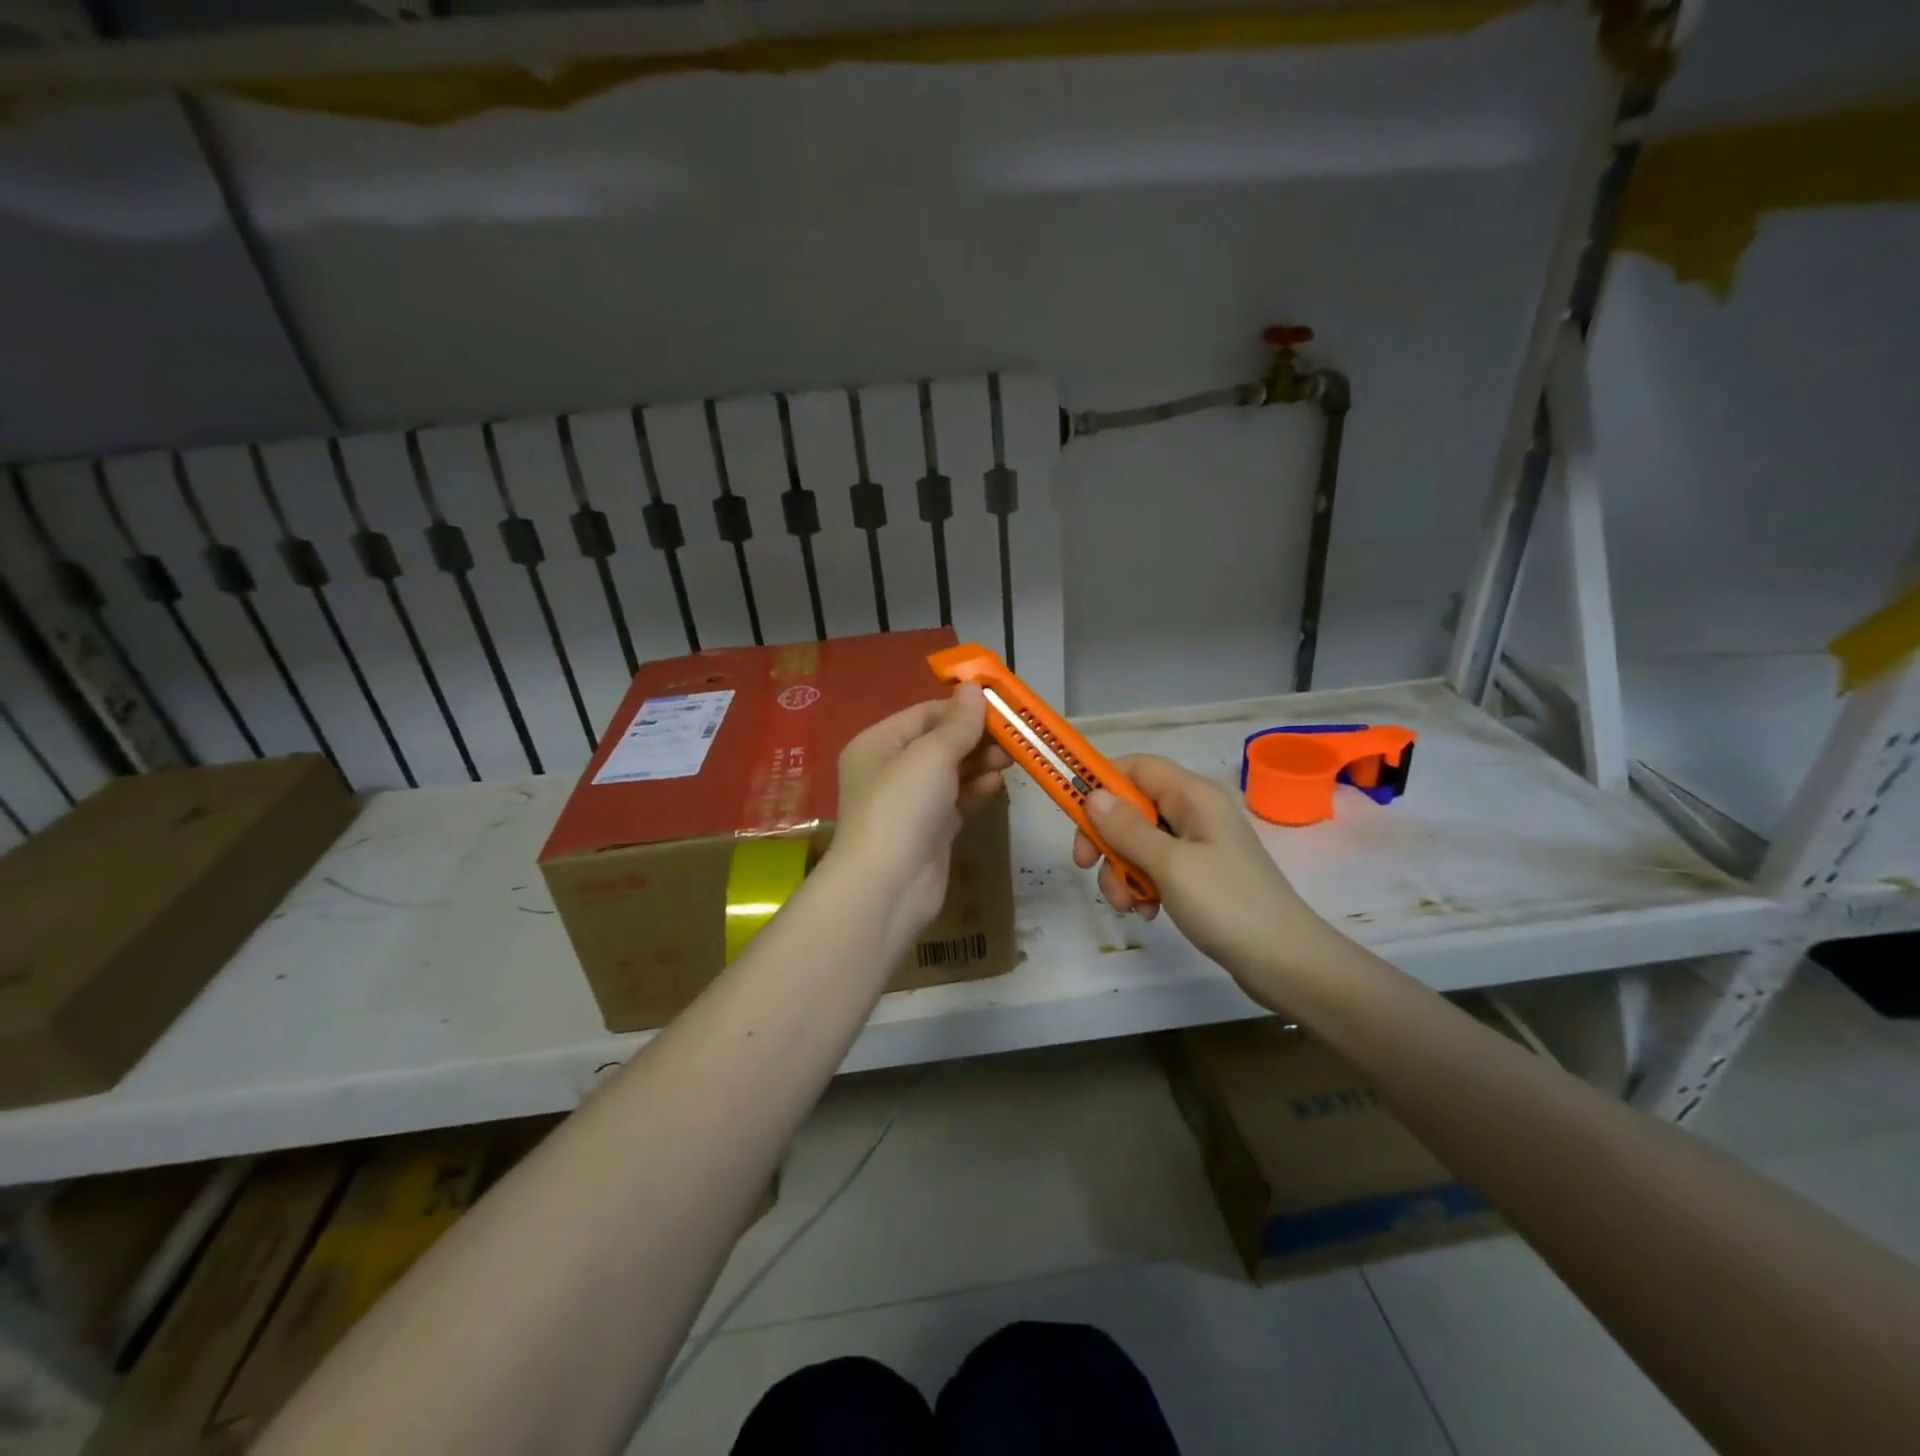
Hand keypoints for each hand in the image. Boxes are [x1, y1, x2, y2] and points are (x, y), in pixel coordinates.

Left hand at [833, 684, 1010, 940]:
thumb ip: (958, 724)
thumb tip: (973, 687)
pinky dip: (976, 790)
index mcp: (878, 743)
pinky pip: (957, 799)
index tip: (1003, 706)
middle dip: (976, 738)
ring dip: (980, 763)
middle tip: (1014, 737)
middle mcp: (890, 769)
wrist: (887, 887)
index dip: (963, 708)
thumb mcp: (931, 756)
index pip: (926, 713)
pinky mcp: (930, 829)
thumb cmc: (902, 808)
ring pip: (951, 772)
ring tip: (1010, 759)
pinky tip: (996, 785)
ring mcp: (910, 802)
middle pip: (940, 742)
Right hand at [1074, 754, 1334, 993]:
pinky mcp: (1201, 875)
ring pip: (1140, 842)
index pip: (1136, 767)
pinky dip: (1144, 886)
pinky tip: (1148, 913)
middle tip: (1087, 866)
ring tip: (1128, 905)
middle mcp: (1195, 812)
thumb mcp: (1170, 865)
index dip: (1101, 783)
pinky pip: (1158, 867)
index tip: (1074, 815)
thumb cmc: (1228, 904)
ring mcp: (1200, 845)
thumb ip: (1127, 828)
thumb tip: (1092, 795)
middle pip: (1133, 807)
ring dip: (1122, 870)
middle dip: (1107, 838)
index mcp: (1193, 796)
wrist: (1287, 963)